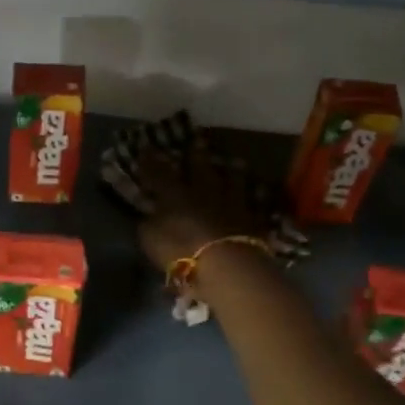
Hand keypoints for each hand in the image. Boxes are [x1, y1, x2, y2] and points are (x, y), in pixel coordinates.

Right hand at [135, 138, 268, 272]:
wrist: (226, 264)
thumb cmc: (180, 249)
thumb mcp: (150, 239)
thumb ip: (149, 224)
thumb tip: (148, 215)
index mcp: (175, 194)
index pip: (159, 173)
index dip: (151, 161)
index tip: (147, 147)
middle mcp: (204, 192)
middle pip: (200, 168)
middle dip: (196, 154)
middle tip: (197, 140)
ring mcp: (231, 204)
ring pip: (233, 180)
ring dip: (232, 171)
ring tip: (234, 162)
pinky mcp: (252, 220)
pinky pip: (254, 204)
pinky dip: (255, 197)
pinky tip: (258, 193)